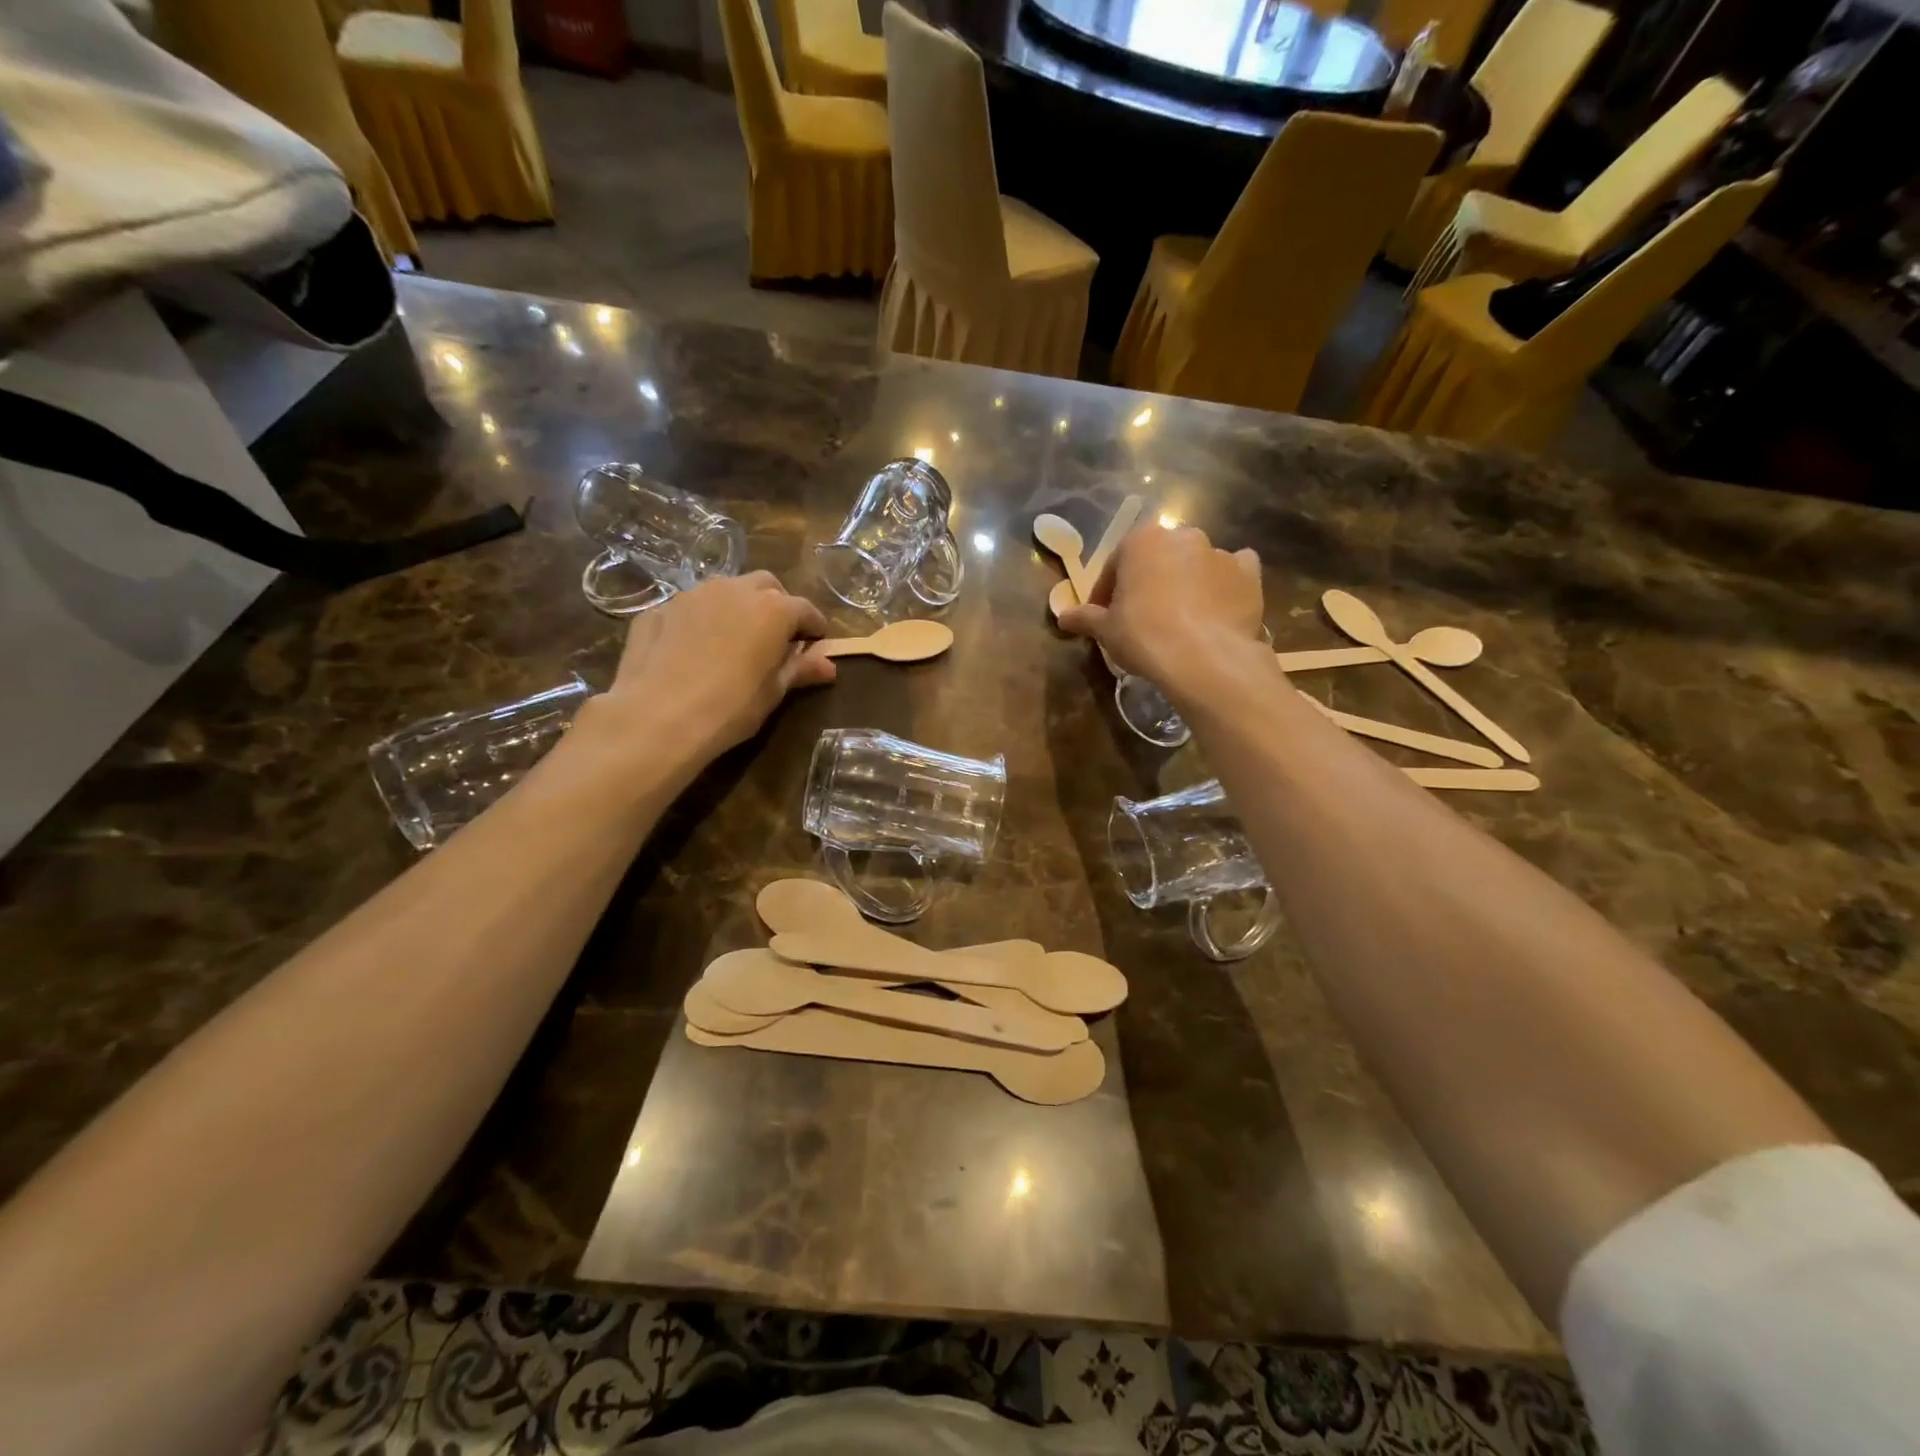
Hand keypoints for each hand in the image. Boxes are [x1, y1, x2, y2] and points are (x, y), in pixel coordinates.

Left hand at [597, 572, 835, 756]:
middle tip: (776, 635)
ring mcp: (692, 595)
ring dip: (737, 607)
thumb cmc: (731, 706)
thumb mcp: (773, 692)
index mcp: (773, 609)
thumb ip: (801, 669)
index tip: (816, 642)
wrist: (658, 716)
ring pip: (725, 590)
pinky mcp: (659, 609)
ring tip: (734, 638)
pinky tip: (694, 650)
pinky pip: (690, 608)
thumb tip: (829, 665)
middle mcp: (734, 590)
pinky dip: (700, 621)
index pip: (805, 609)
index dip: (814, 626)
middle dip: (777, 604)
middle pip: (766, 586)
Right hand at [1058, 525, 1268, 704]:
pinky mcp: (1248, 574)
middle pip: (1157, 559)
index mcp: (1141, 541)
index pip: (1115, 564)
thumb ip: (1085, 618)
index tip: (1103, 616)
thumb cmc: (1144, 635)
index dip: (1106, 592)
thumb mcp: (1106, 630)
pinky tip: (1217, 608)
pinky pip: (1233, 574)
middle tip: (1141, 616)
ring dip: (1185, 583)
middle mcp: (1182, 536)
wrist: (1205, 658)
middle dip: (1148, 582)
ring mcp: (1219, 552)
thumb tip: (1063, 617)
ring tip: (1179, 619)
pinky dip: (1224, 585)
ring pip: (1195, 564)